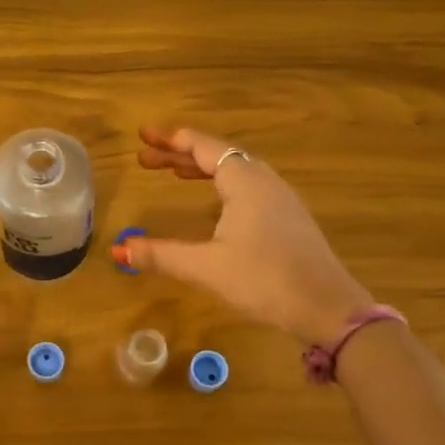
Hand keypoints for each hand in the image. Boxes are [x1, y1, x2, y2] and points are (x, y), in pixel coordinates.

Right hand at [112, 127, 375, 347]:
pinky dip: (220, 184)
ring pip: (235, 170)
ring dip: (201, 168)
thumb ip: (161, 255)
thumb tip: (117, 250)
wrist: (328, 309)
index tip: (143, 136)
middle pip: (217, 155)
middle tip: (145, 158)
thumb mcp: (206, 267)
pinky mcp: (288, 219)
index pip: (202, 146)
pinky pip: (247, 186)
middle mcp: (264, 181)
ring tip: (173, 174)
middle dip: (179, 154)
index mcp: (245, 181)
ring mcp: (280, 199)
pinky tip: (213, 203)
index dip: (171, 140)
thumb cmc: (264, 280)